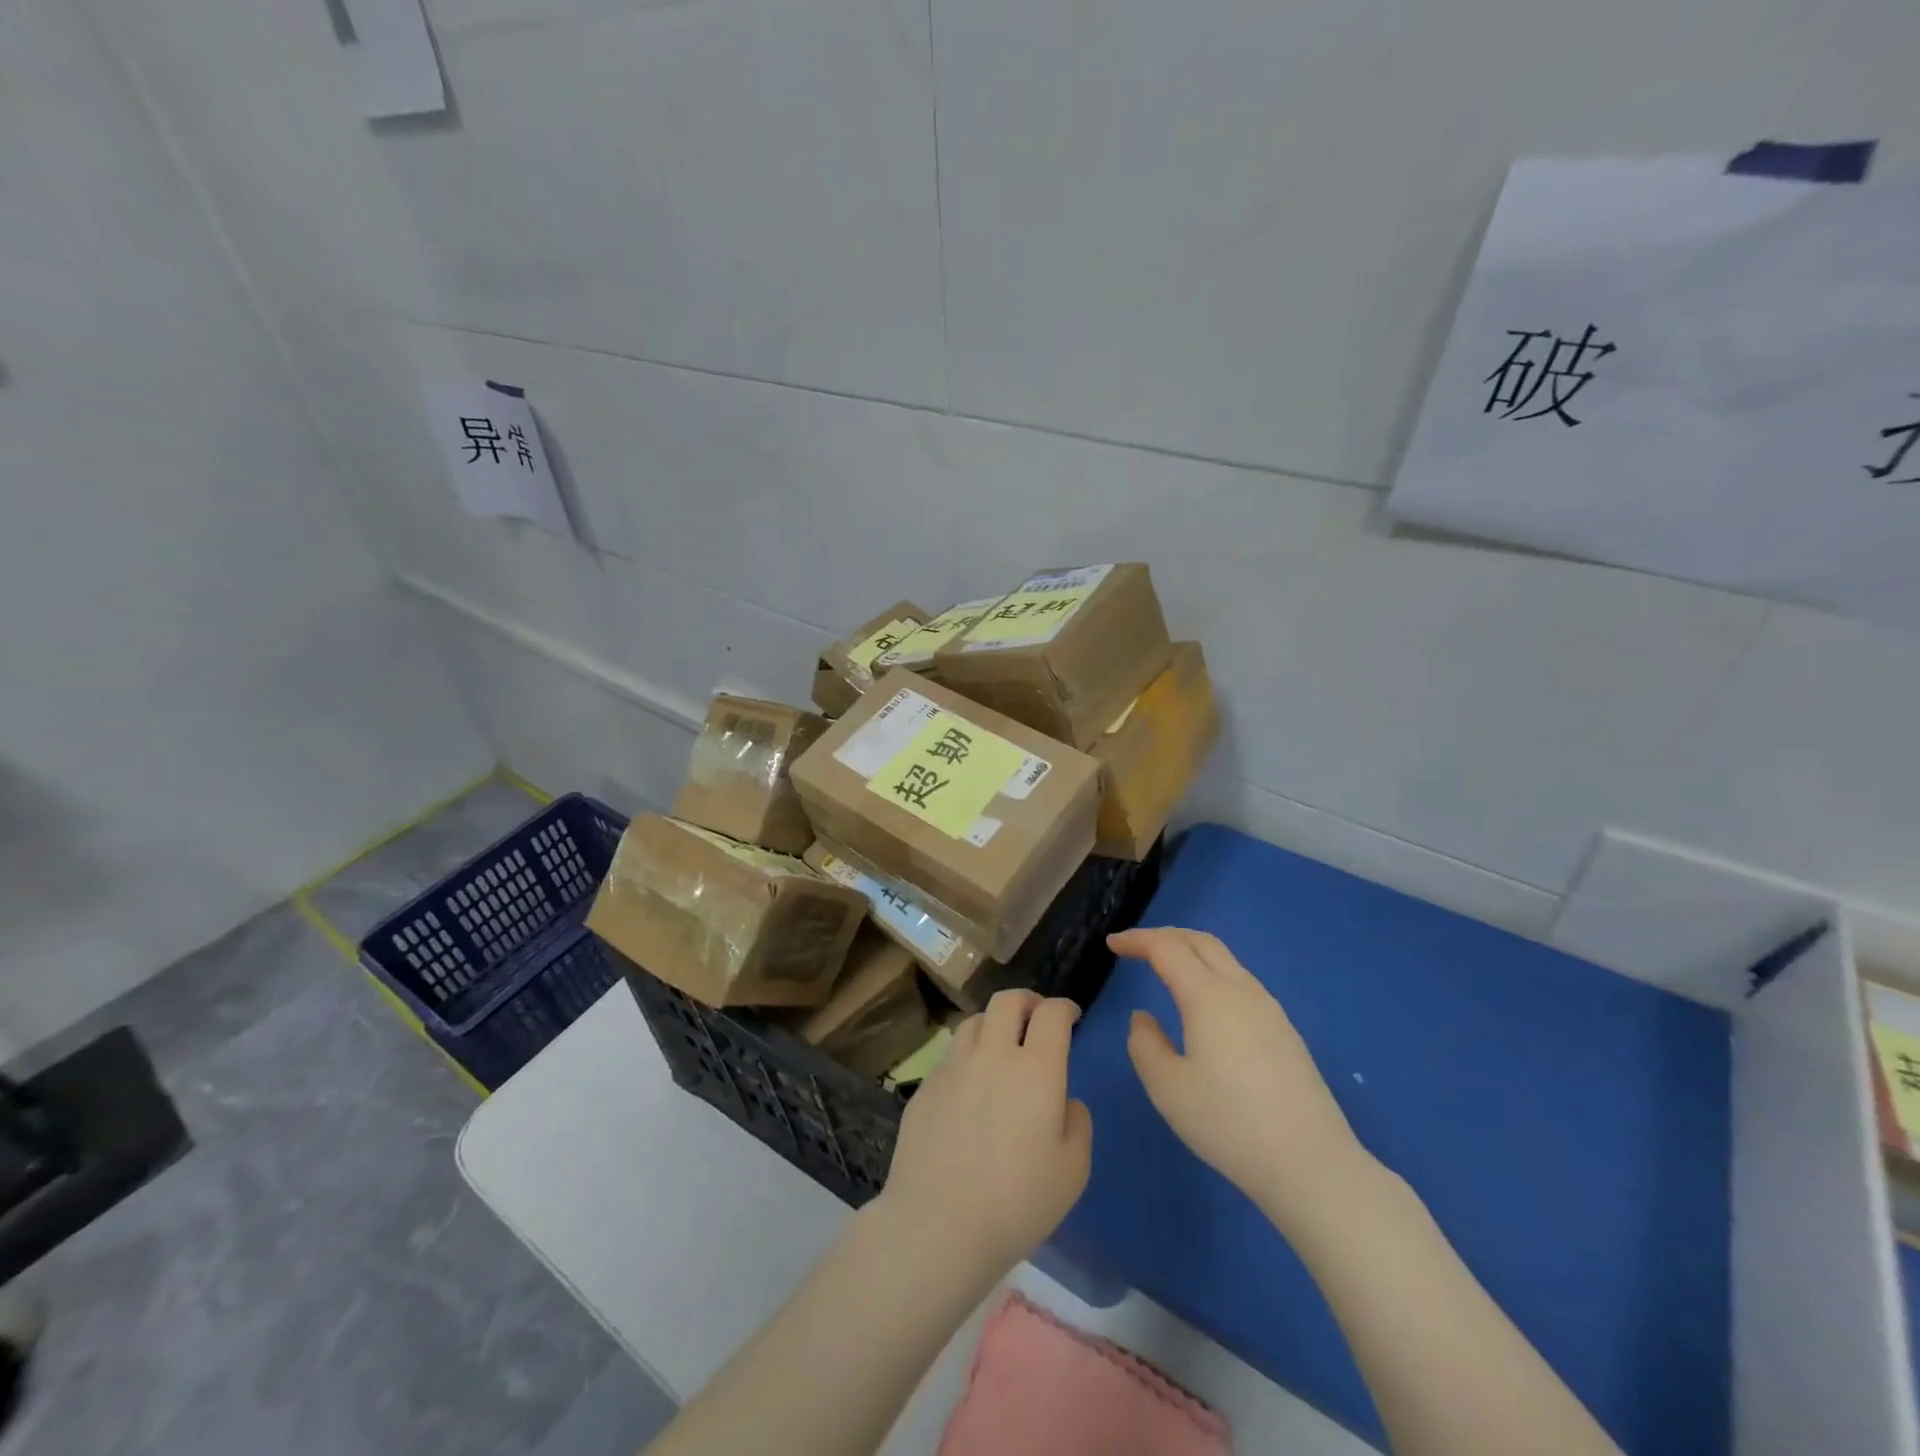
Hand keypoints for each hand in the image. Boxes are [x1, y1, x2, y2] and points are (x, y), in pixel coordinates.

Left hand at [873, 990, 1092, 1282]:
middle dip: (1028, 1001)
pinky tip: (970, 1087)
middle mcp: (992, 1054)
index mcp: (1035, 1068)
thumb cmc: (1017, 1202)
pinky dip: (968, 1058)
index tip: (1071, 1016)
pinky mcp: (925, 1086)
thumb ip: (1077, 1123)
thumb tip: (1064, 1100)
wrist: (938, 1224)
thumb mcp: (1073, 1171)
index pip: (1051, 1014)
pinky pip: (951, 1056)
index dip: (1064, 1008)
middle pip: (1007, 1000)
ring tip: (1001, 1045)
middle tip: (1037, 1016)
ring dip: (994, 1024)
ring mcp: (953, 1067)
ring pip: (975, 1022)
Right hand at [1109, 927, 1370, 1231]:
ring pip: (1225, 959)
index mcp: (1208, 996)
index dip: (1137, 940)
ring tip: (1166, 968)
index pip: (1167, 948)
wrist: (1312, 1165)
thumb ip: (1144, 1044)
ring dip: (1191, 953)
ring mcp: (1269, 1009)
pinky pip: (1240, 981)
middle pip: (1201, 941)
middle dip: (1165, 936)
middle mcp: (1241, 991)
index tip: (1112, 944)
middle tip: (1136, 947)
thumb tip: (1144, 1018)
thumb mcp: (1167, 1088)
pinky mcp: (1284, 1030)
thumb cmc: (1229, 1124)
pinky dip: (1211, 973)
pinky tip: (1204, 1003)